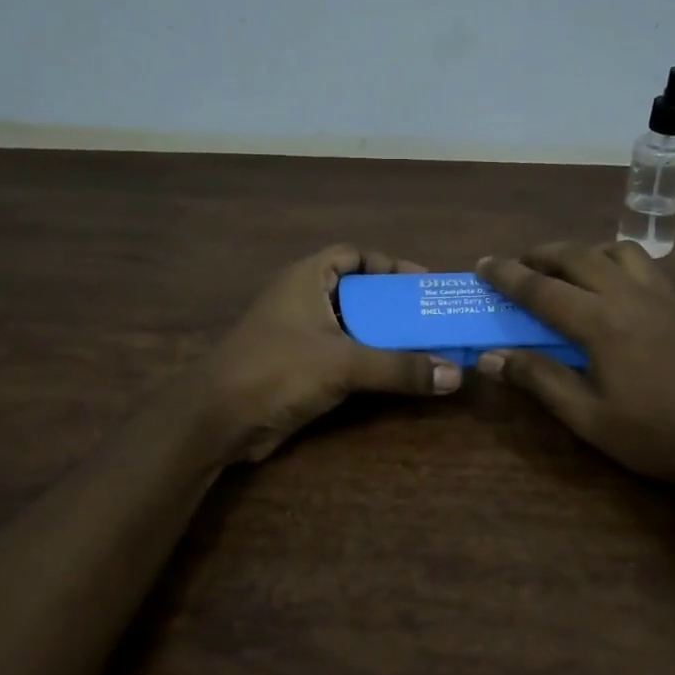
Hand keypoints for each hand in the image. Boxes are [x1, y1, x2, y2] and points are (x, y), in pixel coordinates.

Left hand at [198, 244, 462, 462]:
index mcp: (307, 278)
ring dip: (382, 335)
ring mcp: (297, 334)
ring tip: (422, 346)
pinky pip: (340, 354)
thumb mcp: (344, 364)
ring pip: (349, 326)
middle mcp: (302, 299)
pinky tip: (393, 374)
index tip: (422, 282)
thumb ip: (400, 368)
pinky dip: (366, 360)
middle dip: (392, 304)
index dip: (388, 264)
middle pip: (356, 291)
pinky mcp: (296, 367)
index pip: (353, 255)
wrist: (218, 419)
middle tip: (429, 318)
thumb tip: (456, 375)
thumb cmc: (278, 370)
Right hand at [474, 242, 674, 487]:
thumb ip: (540, 380)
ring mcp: (661, 295)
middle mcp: (630, 295)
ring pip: (613, 250)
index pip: (542, 290)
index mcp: (602, 323)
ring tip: (563, 273)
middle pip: (576, 256)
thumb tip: (491, 358)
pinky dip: (613, 260)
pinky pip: (642, 263)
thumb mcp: (589, 418)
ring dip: (580, 252)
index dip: (507, 276)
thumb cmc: (657, 436)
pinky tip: (610, 287)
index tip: (482, 264)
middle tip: (516, 266)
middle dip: (540, 255)